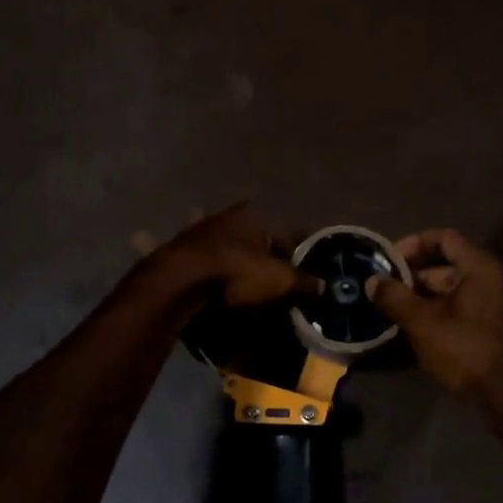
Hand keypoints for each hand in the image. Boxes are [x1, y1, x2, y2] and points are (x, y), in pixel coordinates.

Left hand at [148, 204, 319, 308]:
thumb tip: (324, 288)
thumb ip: (304, 283)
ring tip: (241, 284)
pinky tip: (208, 283)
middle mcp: (226, 216)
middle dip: (261, 257)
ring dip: (231, 259)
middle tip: (271, 284)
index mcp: (254, 215)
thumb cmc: (237, 272)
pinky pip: (201, 262)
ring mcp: (199, 231)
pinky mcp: (178, 250)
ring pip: (225, 247)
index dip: (295, 259)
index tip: (299, 280)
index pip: (284, 236)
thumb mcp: (280, 280)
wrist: (180, 282)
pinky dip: (206, 269)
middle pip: (254, 240)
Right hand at [368, 229, 502, 403]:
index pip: (444, 238)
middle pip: (445, 266)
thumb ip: (395, 298)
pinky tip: (412, 330)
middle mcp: (490, 280)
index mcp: (479, 268)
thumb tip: (372, 281)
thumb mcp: (423, 323)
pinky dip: (435, 314)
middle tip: (384, 291)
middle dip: (412, 277)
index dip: (414, 244)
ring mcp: (493, 305)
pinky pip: (458, 309)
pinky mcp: (490, 328)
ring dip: (421, 298)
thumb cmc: (466, 351)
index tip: (388, 261)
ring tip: (392, 312)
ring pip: (450, 291)